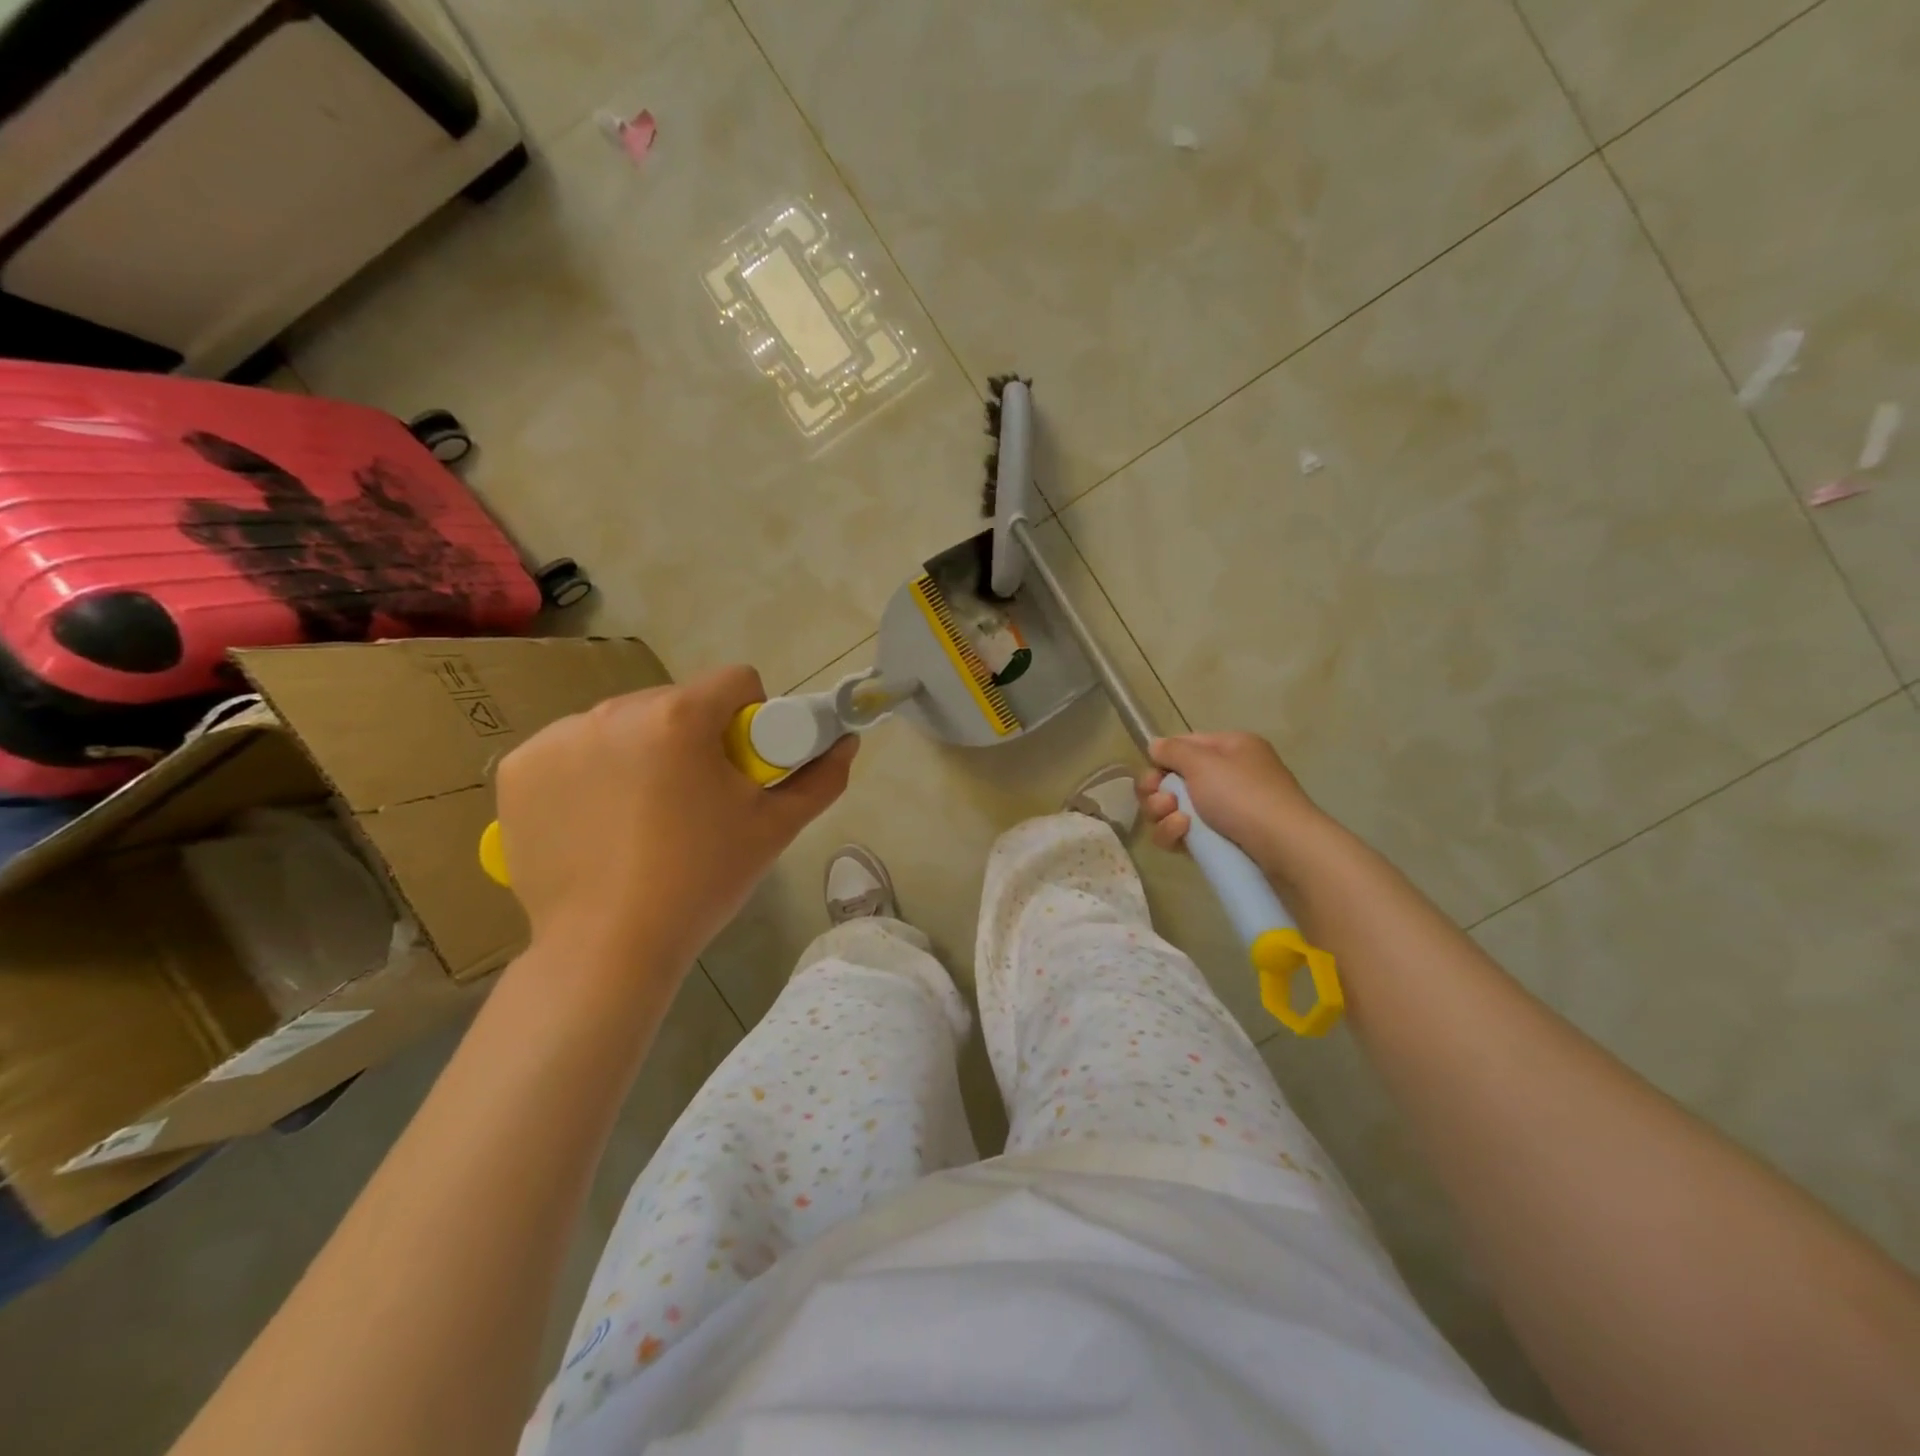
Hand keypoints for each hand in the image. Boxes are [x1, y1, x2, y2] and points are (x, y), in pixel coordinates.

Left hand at [495, 665, 855, 973]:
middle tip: (697, 799)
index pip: (736, 681)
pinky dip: (590, 772)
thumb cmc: (701, 881)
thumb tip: (848, 742)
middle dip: (695, 737)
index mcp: (680, 717)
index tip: (743, 766)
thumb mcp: (775, 829)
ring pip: (624, 723)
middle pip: (677, 701)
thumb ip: (821, 778)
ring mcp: (558, 737)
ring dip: (642, 751)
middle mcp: (613, 711)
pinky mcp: (520, 768)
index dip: (753, 718)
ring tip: (644, 815)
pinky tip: (596, 820)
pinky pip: (573, 749)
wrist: (607, 948)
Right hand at [1138, 732, 1329, 866]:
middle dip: (1158, 792)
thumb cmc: (1243, 795)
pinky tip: (1184, 835)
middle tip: (1163, 802)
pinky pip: (1184, 833)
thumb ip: (1173, 751)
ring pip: (1173, 809)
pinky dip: (1176, 833)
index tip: (1153, 776)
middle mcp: (1227, 776)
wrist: (1283, 848)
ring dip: (1164, 814)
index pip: (1184, 747)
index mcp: (1230, 749)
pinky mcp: (1218, 840)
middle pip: (1173, 780)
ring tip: (1179, 821)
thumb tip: (1155, 746)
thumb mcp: (1203, 763)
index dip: (1162, 760)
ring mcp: (1223, 810)